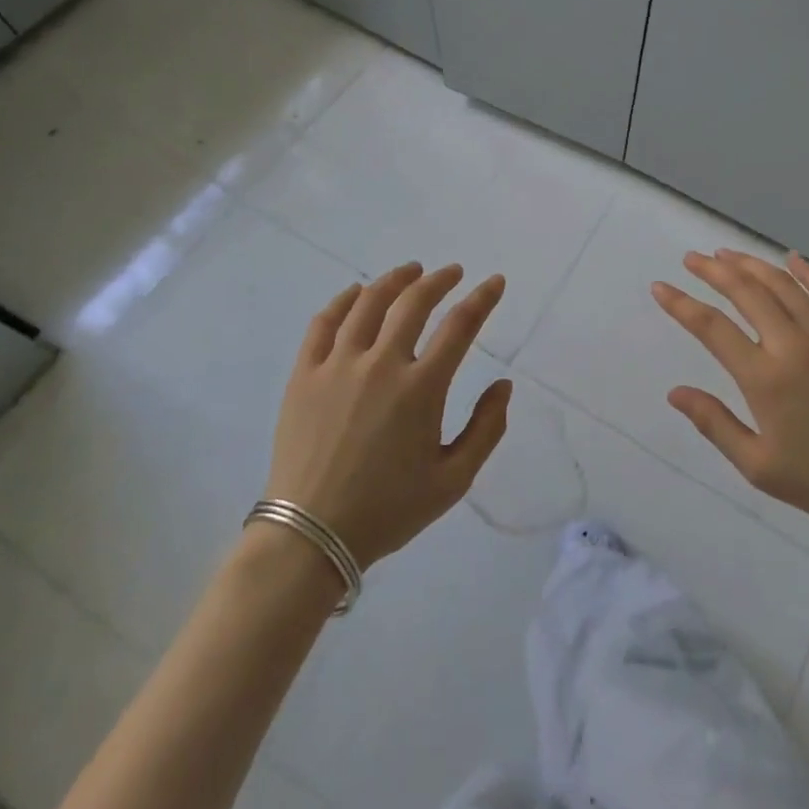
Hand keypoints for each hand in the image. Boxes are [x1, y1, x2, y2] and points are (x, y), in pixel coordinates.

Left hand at [265, 263, 510, 567]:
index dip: (482, 299)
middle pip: (414, 303)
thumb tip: (503, 385)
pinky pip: (324, 323)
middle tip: (453, 272)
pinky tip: (356, 292)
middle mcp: (381, 365)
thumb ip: (486, 429)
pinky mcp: (304, 375)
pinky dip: (343, 300)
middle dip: (439, 280)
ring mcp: (337, 366)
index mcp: (421, 389)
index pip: (460, 326)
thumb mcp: (453, 480)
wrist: (310, 537)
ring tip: (410, 272)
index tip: (495, 282)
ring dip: (395, 280)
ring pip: (369, 303)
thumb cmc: (388, 510)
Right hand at [654, 250, 808, 534]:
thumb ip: (715, 424)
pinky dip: (807, 271)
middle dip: (713, 270)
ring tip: (727, 253)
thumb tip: (675, 392)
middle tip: (692, 259)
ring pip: (783, 285)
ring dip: (751, 264)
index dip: (681, 304)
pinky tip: (791, 258)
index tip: (661, 288)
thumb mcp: (759, 466)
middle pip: (745, 292)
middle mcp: (793, 344)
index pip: (711, 327)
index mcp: (765, 377)